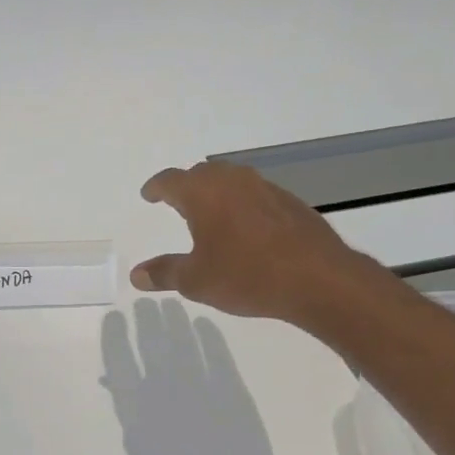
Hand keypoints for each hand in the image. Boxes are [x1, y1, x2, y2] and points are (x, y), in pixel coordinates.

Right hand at [131, 161, 377, 329]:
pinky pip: (256, 195)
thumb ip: (164, 273)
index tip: (149, 194)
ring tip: (211, 213)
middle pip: (202, 173)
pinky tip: (246, 229)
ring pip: (232, 180)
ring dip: (217, 192)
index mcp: (203, 194)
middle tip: (177, 201)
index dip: (156, 187)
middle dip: (186, 185)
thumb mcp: (197, 281)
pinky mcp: (290, 203)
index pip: (171, 181)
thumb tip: (136, 274)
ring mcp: (265, 188)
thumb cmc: (247, 275)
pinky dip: (243, 205)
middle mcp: (233, 181)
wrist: (317, 278)